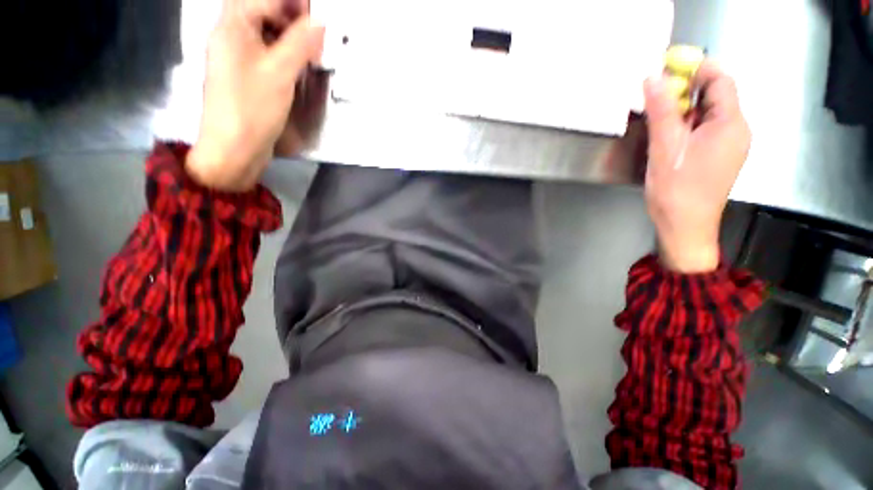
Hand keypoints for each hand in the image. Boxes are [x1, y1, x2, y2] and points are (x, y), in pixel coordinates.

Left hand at [186, 0, 324, 191]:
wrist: (234, 148)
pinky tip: (298, 64)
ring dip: (288, 36)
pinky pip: (264, 52)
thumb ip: (300, 44)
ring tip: (312, 49)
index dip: (292, 4)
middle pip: (261, 12)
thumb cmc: (253, 109)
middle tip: (317, 34)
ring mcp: (235, 56)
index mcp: (232, 27)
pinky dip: (282, 52)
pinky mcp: (244, 75)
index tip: (318, 16)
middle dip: (291, 17)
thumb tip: (321, 23)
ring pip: (263, 33)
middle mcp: (230, 35)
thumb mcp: (280, 73)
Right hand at [643, 60, 751, 272]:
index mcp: (731, 124)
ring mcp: (732, 143)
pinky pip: (707, 127)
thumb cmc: (676, 191)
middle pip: (716, 94)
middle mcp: (738, 129)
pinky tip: (669, 136)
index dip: (695, 69)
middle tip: (655, 99)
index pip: (720, 79)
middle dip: (686, 90)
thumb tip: (653, 79)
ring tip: (658, 120)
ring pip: (709, 112)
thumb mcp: (665, 149)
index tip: (666, 69)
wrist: (685, 227)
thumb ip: (662, 111)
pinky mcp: (722, 154)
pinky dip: (688, 124)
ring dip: (684, 109)